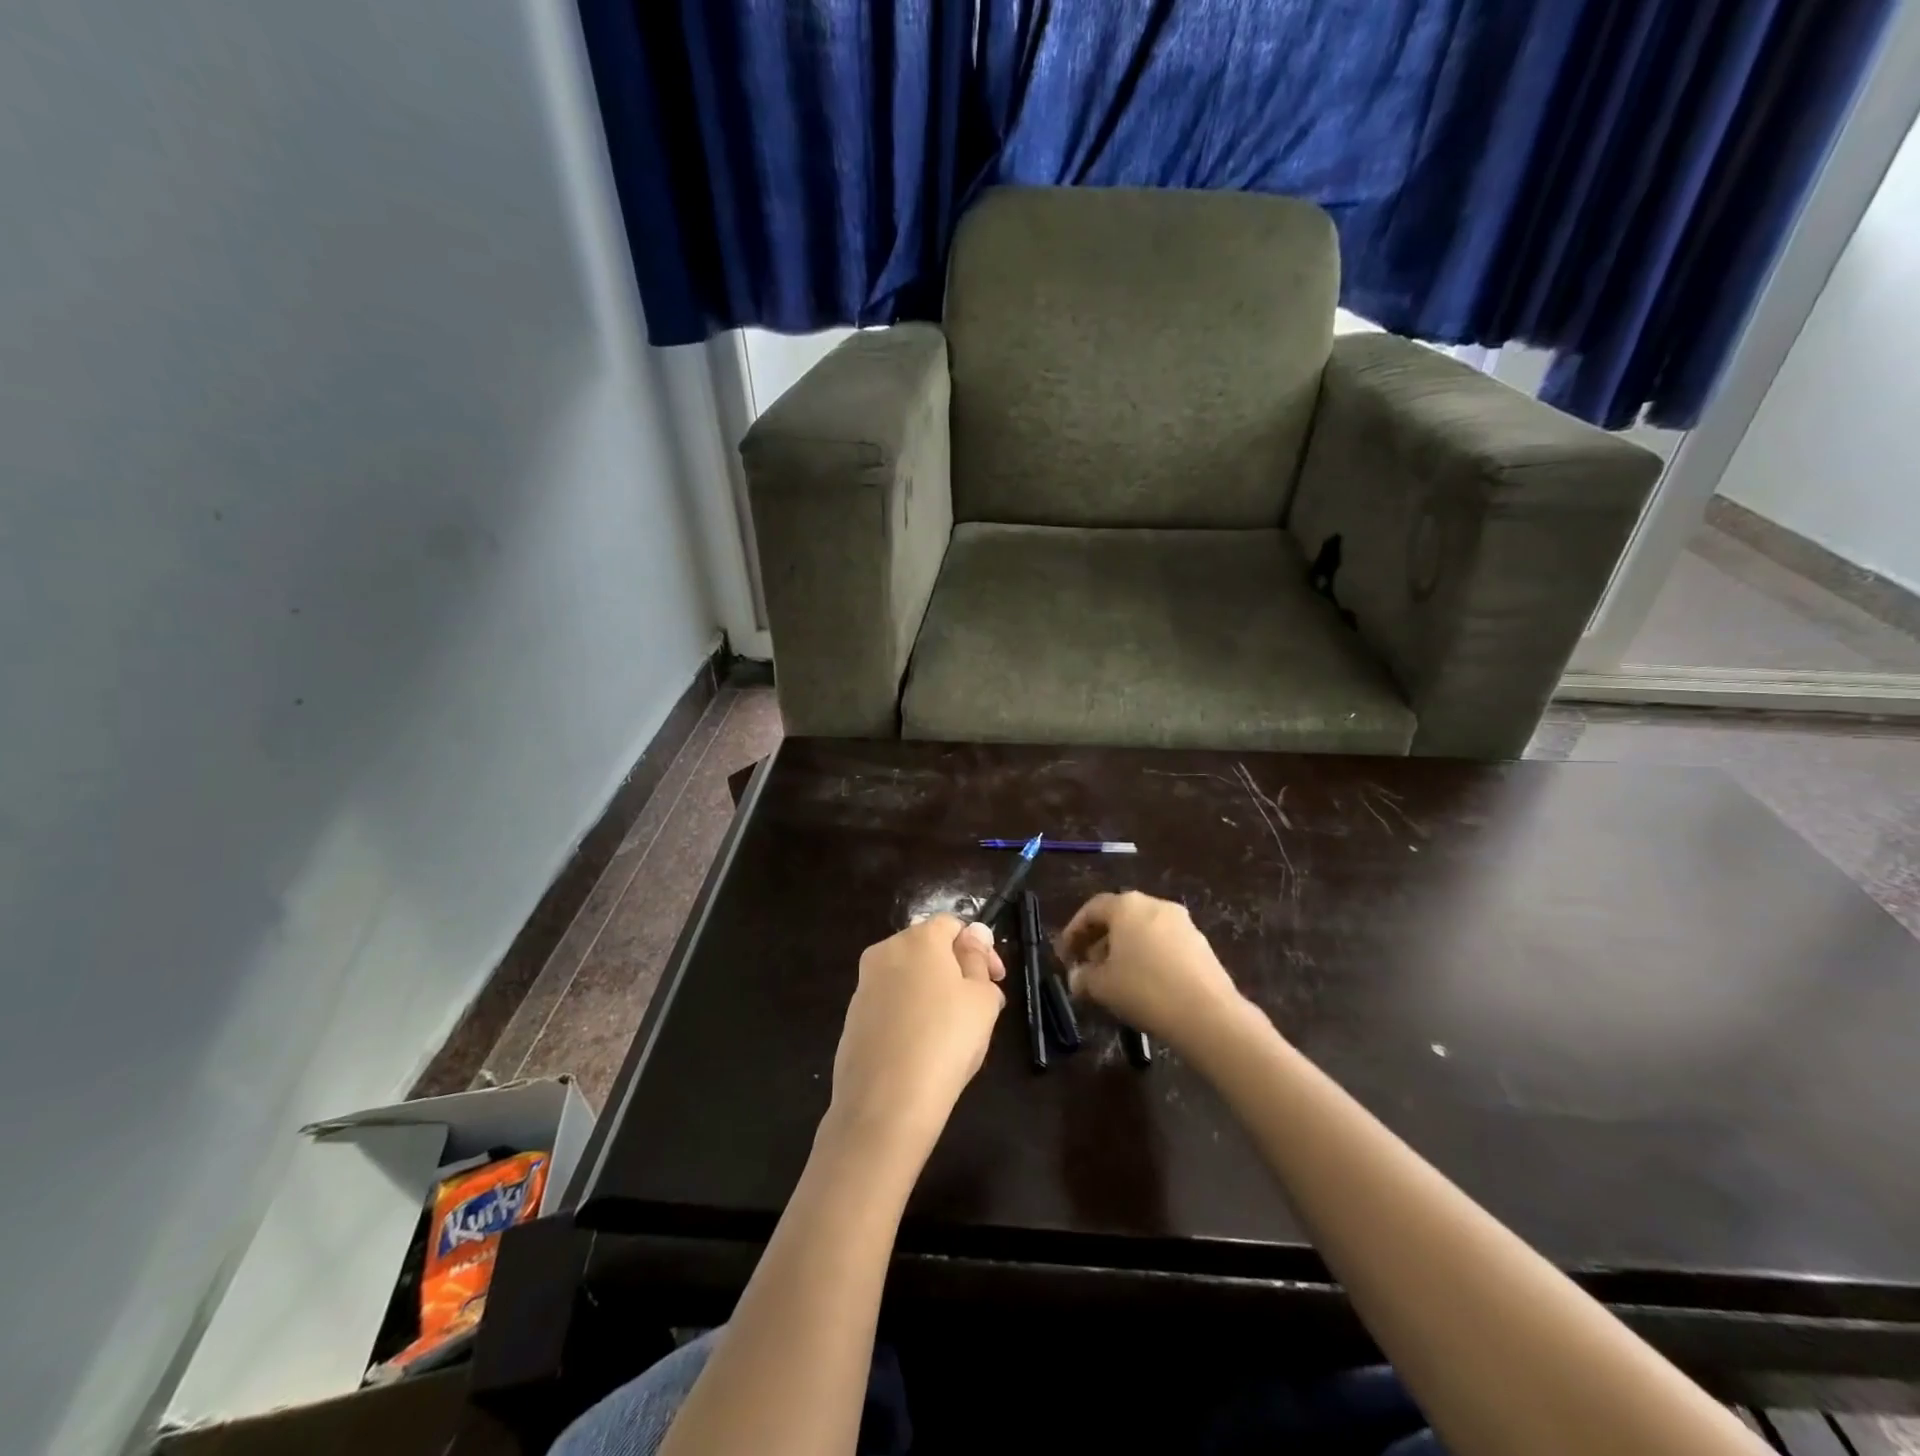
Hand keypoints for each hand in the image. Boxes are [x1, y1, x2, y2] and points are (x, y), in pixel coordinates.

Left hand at [825, 914, 1005, 1168]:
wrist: (885, 1103)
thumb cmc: (946, 1040)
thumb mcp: (982, 999)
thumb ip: (978, 961)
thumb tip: (973, 936)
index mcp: (918, 938)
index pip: (953, 924)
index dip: (980, 947)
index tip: (998, 979)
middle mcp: (885, 951)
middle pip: (928, 948)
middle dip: (956, 968)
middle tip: (981, 1005)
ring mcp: (864, 985)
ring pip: (908, 977)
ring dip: (934, 991)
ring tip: (955, 1030)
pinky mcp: (853, 1018)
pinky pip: (890, 1004)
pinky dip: (910, 1013)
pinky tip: (925, 1046)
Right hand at [1057, 891, 1250, 1053]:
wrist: (1207, 1014)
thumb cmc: (1144, 990)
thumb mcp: (1102, 987)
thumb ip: (1083, 977)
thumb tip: (1076, 977)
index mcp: (1127, 906)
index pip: (1092, 909)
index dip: (1073, 931)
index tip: (1065, 954)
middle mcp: (1155, 905)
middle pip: (1119, 917)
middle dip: (1099, 940)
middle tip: (1087, 966)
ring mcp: (1182, 923)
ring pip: (1143, 930)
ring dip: (1124, 949)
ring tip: (1114, 977)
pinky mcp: (1201, 944)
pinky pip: (1164, 943)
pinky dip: (1148, 956)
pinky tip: (1144, 983)